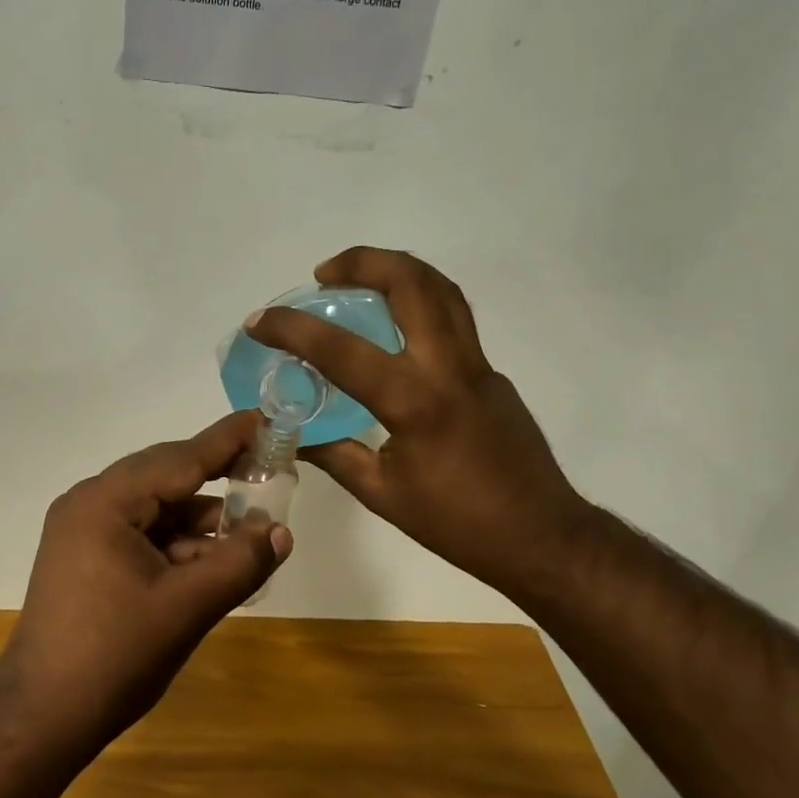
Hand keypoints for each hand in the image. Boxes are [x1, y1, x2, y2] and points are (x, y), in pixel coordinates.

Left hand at [0, 411, 292, 753]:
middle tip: (266, 471)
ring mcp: (82, 532)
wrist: (44, 715)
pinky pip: (140, 535)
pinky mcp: (85, 559)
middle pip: (165, 478)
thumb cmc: (115, 655)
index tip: (263, 418)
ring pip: (154, 510)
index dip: (226, 440)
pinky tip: (211, 563)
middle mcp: (89, 504)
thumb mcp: (188, 606)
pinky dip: (177, 545)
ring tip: (248, 534)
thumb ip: (239, 562)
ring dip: (199, 521)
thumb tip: (280, 531)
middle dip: (217, 479)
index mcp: (105, 503)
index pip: (179, 459)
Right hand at [248, 247, 589, 599]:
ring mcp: (478, 366)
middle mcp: (449, 368)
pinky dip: (417, 305)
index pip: (342, 350)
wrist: (539, 536)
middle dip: (362, 261)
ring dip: (396, 271)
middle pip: (412, 283)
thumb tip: (294, 434)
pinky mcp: (490, 375)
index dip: (292, 329)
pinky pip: (452, 320)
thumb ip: (335, 454)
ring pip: (441, 290)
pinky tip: (392, 334)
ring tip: (358, 282)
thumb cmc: (456, 523)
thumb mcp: (381, 493)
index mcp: (414, 402)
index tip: (259, 321)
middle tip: (325, 273)